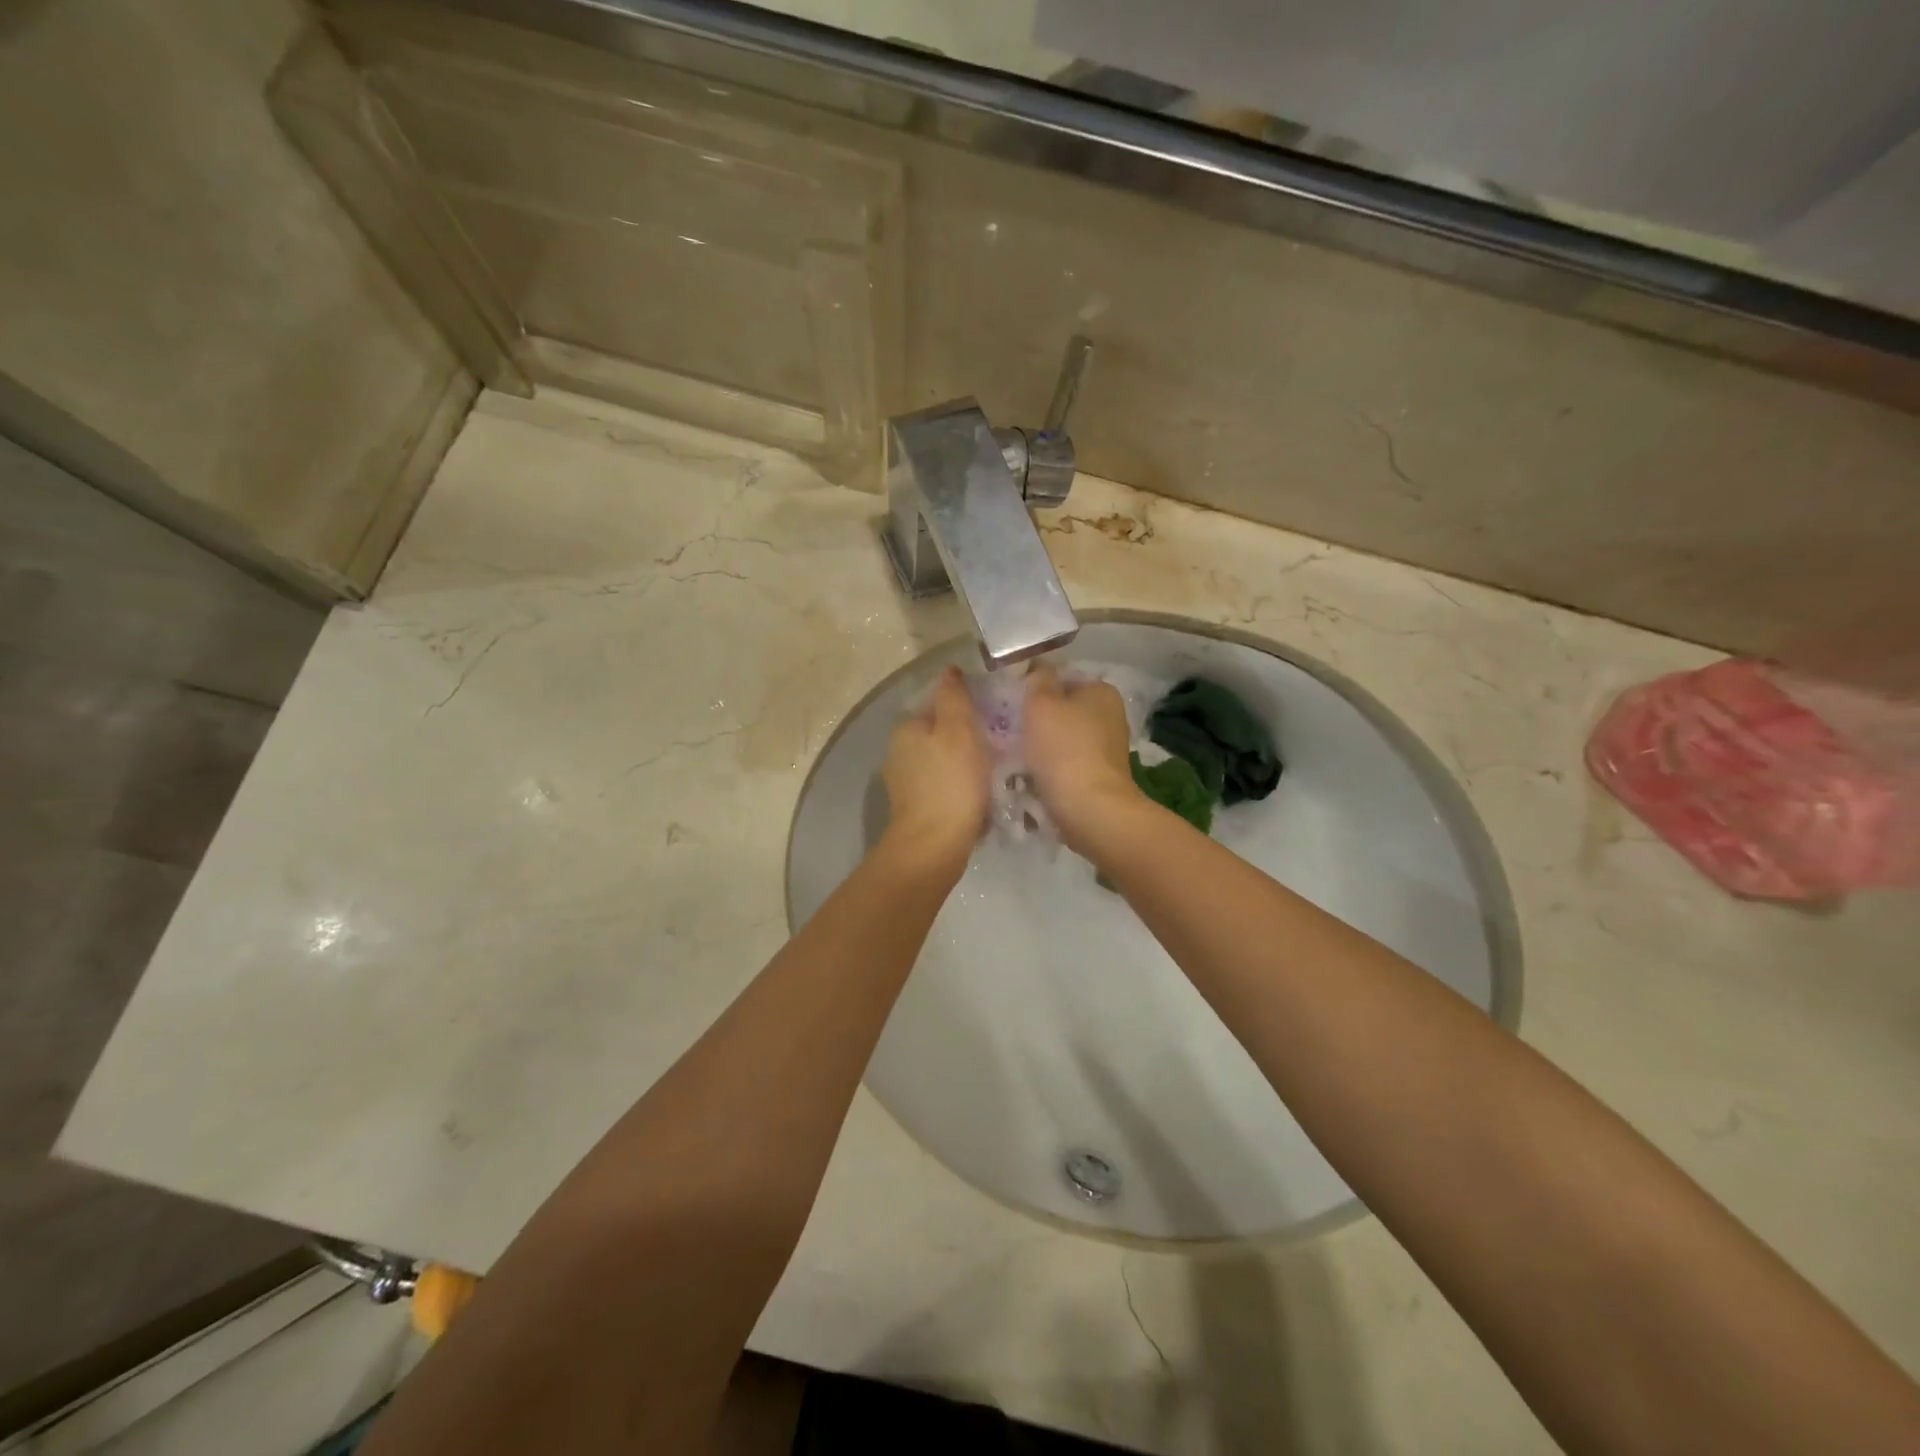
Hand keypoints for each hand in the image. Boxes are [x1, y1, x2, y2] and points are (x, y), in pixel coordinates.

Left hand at [880, 666, 990, 873]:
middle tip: (1000, 745)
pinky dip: (961, 787)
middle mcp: (899, 751)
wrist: (934, 846)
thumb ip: (954, 697)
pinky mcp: (916, 809)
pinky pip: (944, 787)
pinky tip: (980, 797)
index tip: (995, 717)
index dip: (968, 707)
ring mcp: (905, 783)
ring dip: (966, 763)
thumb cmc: (951, 783)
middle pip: (941, 733)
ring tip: (996, 772)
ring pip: (943, 761)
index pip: (939, 704)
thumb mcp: (959, 730)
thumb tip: (950, 670)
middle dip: (967, 737)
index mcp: (907, 728)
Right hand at [1021, 664, 1143, 853]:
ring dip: (1042, 747)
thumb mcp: (1041, 704)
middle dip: (1038, 720)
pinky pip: (1068, 764)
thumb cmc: (1063, 749)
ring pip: (1063, 739)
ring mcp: (1109, 748)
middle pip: (1063, 710)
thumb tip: (1039, 669)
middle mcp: (1111, 714)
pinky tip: (1034, 779)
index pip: (1061, 678)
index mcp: (1101, 690)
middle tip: (1010, 732)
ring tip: (1018, 759)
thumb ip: (1037, 679)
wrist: (1090, 809)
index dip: (1034, 688)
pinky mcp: (1102, 776)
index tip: (1012, 705)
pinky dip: (1052, 769)